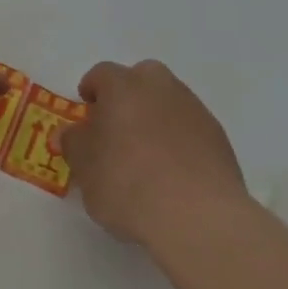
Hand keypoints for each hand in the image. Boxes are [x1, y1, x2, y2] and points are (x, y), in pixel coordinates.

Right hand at [59, 59, 248, 248]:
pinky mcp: (218, 136)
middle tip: (117, 130)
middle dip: (128, 97)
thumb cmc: (127, 182)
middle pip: (141, 79)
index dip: (91, 91)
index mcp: (123, 85)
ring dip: (155, 118)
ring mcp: (194, 109)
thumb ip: (73, 143)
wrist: (197, 214)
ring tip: (147, 156)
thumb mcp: (84, 167)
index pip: (101, 74)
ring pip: (168, 102)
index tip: (87, 113)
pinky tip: (173, 172)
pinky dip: (179, 141)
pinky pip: (189, 128)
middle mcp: (160, 86)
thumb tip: (69, 132)